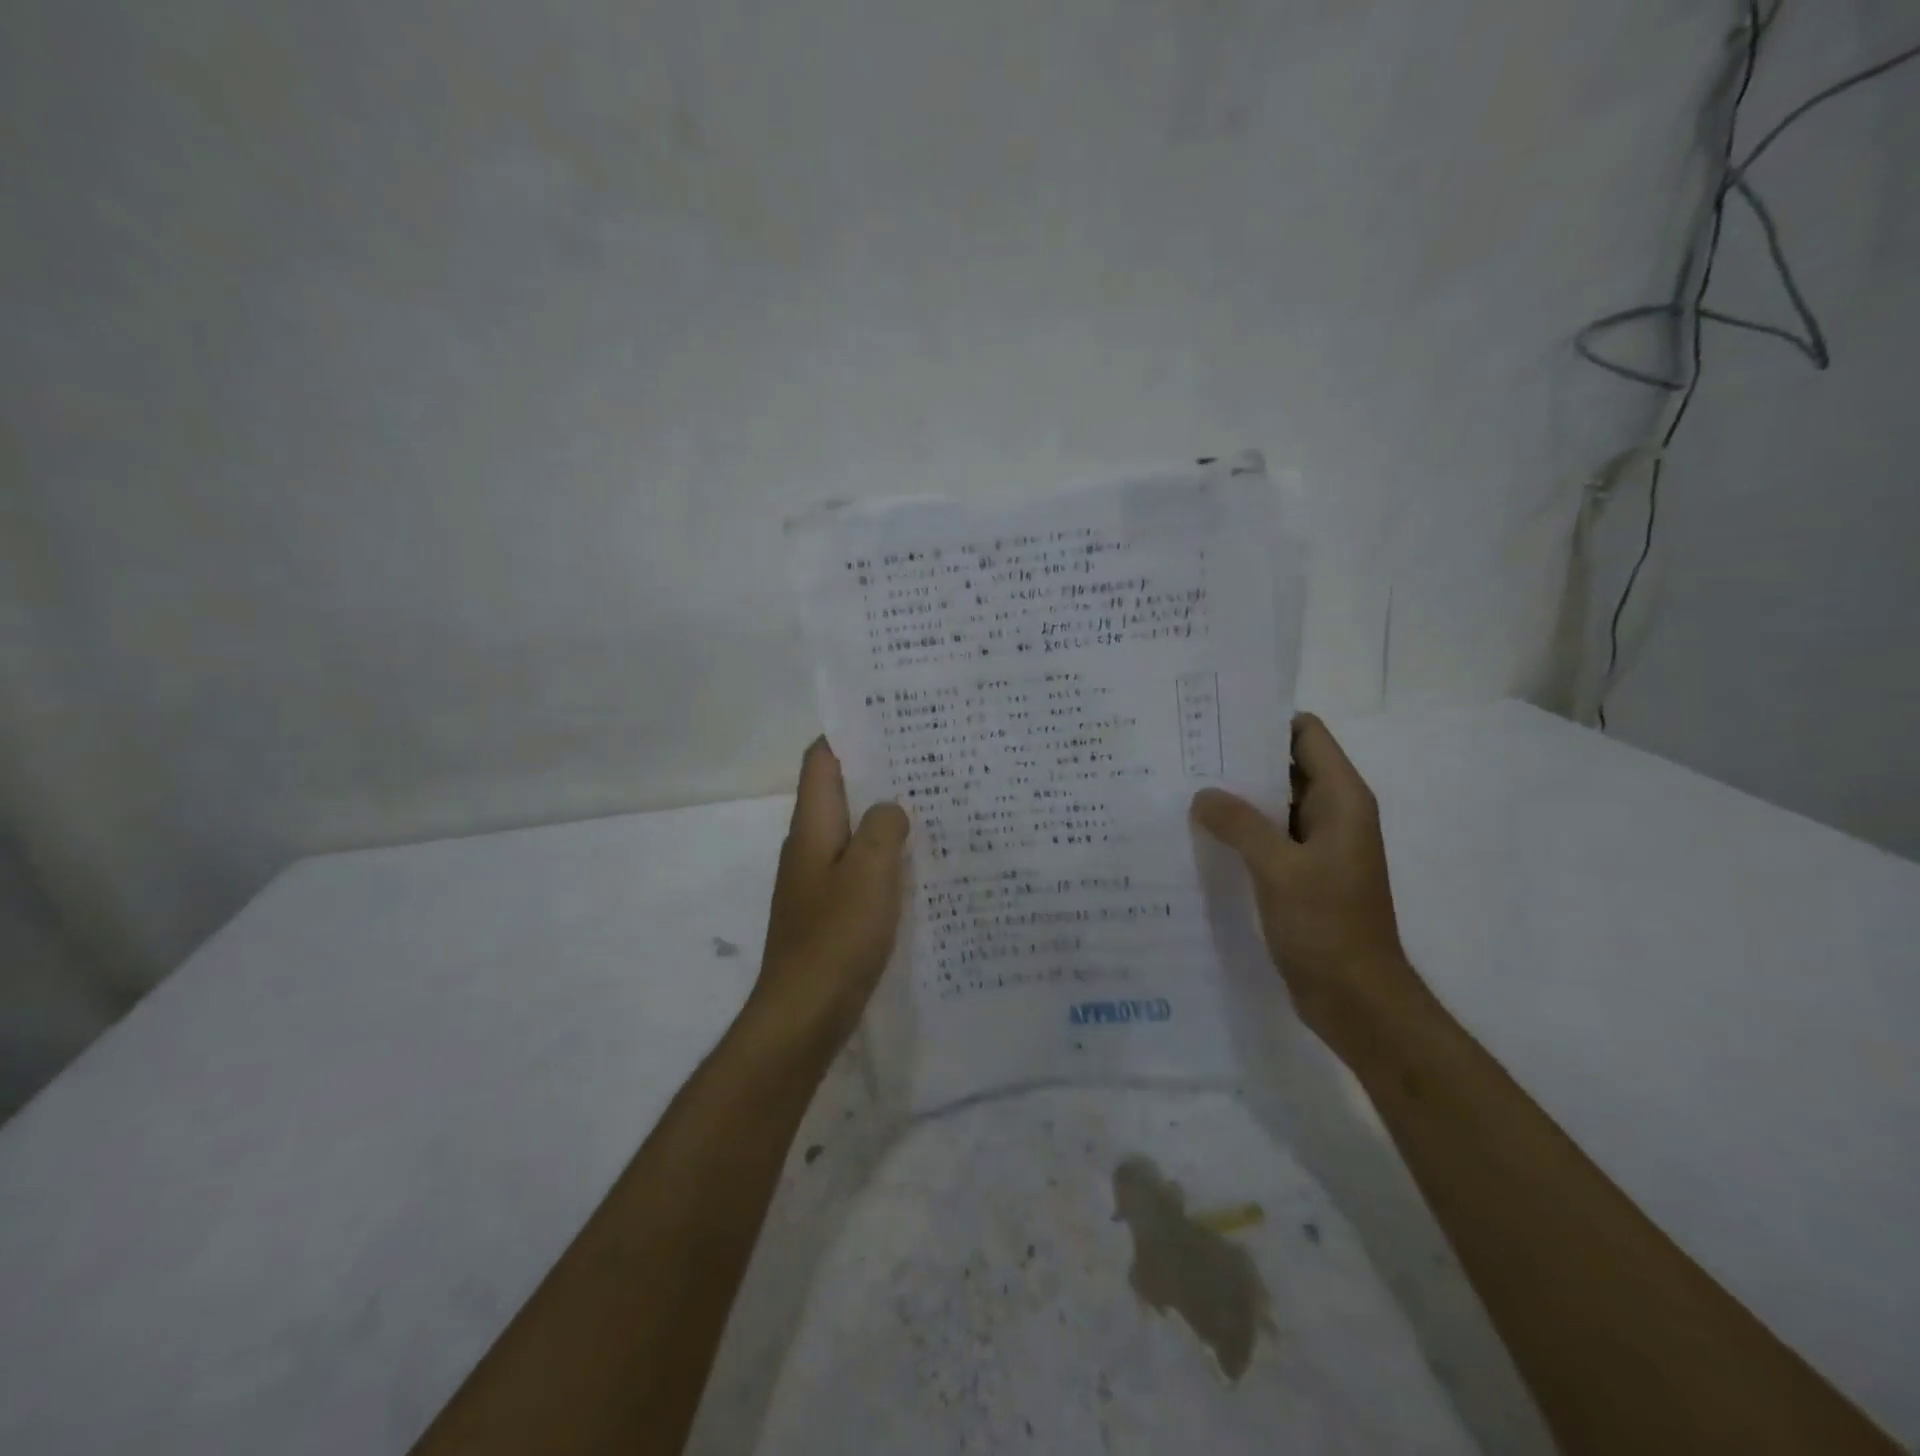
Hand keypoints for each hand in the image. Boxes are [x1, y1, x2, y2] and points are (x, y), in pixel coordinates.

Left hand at [749, 738, 910, 1054]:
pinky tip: (920, 865)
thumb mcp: (868, 873)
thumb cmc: (836, 938)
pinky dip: (886, 859)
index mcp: (812, 827)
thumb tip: (891, 808)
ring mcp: (818, 881)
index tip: (890, 719)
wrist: (803, 1015)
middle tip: (928, 760)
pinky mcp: (832, 912)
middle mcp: (810, 847)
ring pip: (853, 832)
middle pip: (840, 793)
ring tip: (933, 805)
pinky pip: (861, 870)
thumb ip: (882, 829)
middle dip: (879, 774)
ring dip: (885, 818)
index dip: (849, 734)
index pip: (822, 761)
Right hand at [1191, 713, 1418, 1045]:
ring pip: (1273, 805)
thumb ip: (1240, 824)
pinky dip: (1238, 832)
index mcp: (1342, 800)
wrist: (1356, 999)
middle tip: (1184, 753)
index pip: (1306, 735)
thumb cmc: (1328, 926)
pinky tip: (1198, 834)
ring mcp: (1316, 846)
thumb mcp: (1279, 868)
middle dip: (1239, 759)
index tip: (1215, 720)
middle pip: (1285, 766)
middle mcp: (1332, 814)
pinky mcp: (1300, 874)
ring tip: (1182, 789)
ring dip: (1236, 798)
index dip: (1264, 722)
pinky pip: (1267, 838)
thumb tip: (1202, 795)